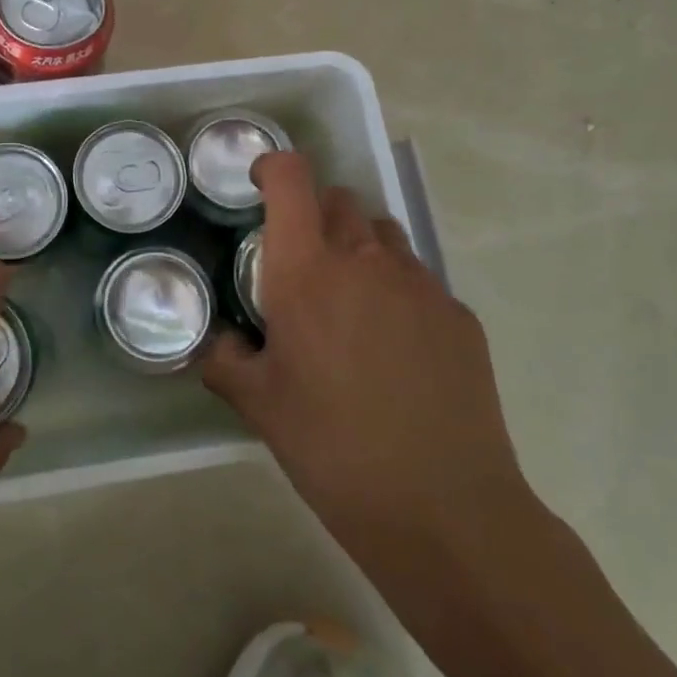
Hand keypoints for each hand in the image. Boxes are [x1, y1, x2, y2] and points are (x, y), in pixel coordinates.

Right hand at [202, 152, 529, 563]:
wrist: (443, 508)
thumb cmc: (332, 448)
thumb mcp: (258, 406)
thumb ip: (225, 359)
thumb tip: (218, 342)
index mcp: (307, 272)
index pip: (292, 179)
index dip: (274, 168)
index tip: (261, 186)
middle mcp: (365, 261)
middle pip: (338, 201)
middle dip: (314, 218)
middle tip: (303, 269)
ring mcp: (419, 284)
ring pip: (382, 236)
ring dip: (358, 251)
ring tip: (351, 308)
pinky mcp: (459, 315)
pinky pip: (419, 281)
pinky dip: (397, 294)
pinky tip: (397, 352)